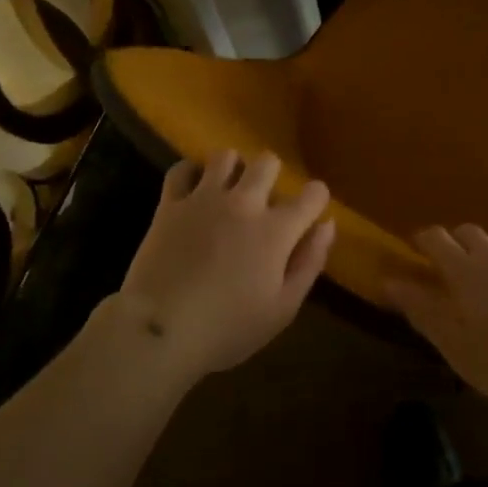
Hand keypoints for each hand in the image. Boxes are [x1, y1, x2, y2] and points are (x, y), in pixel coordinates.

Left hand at [114, 151, 334, 384]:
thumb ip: (309, 263)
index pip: (312, 194)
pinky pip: (181, 169)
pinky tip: (193, 190)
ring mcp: (204, 198)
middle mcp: (244, 202)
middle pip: (267, 162)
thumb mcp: (282, 309)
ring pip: (225, 156)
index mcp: (276, 230)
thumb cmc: (227, 328)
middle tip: (264, 201)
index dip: (316, 198)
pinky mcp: (171, 204)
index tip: (311, 210)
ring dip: (232, 169)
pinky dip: (190, 174)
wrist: (160, 330)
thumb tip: (327, 225)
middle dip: (272, 175)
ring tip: (227, 191)